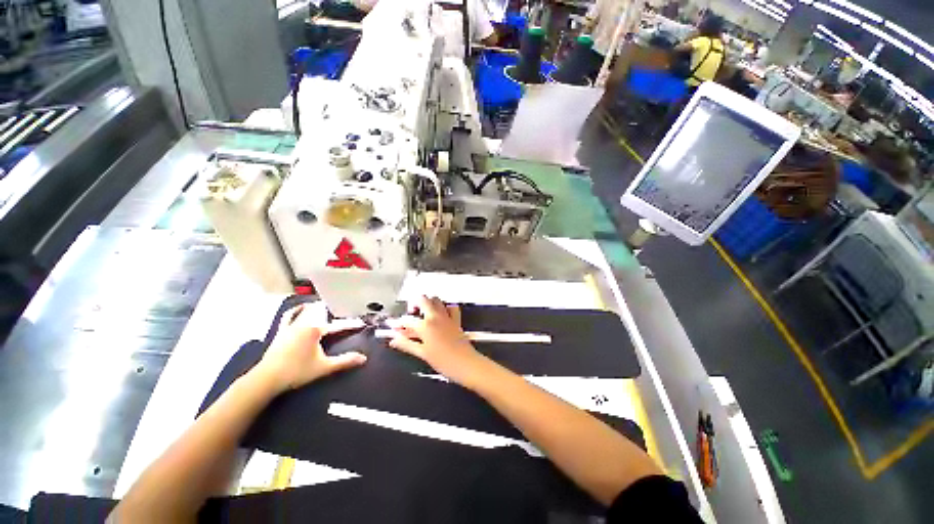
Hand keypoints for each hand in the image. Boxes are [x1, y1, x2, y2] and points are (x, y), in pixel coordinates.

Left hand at [253, 303, 366, 392]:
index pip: (338, 326)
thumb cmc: (296, 371)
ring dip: (316, 307)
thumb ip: (345, 361)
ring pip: (306, 311)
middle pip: (322, 313)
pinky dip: (295, 309)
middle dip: (335, 311)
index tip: (361, 324)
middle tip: (345, 310)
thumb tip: (364, 358)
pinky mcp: (280, 331)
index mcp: (315, 330)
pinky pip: (288, 315)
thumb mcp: (324, 367)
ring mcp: (290, 326)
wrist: (266, 379)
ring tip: (324, 304)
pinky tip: (300, 307)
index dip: (351, 325)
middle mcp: (303, 324)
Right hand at [387, 296, 490, 387]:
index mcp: (425, 325)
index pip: (407, 319)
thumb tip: (394, 340)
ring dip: (428, 303)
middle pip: (422, 299)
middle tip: (410, 313)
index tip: (394, 327)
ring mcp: (447, 316)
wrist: (465, 364)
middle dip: (413, 303)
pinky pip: (451, 307)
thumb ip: (406, 344)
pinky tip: (441, 314)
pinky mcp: (456, 319)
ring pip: (436, 300)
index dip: (398, 323)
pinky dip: (445, 307)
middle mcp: (436, 316)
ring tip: (423, 313)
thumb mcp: (422, 353)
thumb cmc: (443, 361)